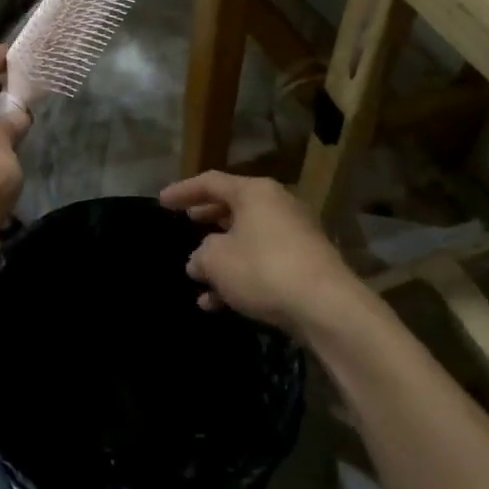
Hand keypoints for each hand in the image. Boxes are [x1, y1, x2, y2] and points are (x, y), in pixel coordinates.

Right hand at [159, 172, 359, 337]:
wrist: (326, 307)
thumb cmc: (263, 269)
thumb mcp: (217, 260)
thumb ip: (201, 255)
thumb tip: (198, 261)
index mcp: (254, 192)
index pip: (211, 182)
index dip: (183, 191)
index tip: (162, 201)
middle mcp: (276, 205)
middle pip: (233, 207)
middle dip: (206, 219)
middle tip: (186, 224)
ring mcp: (294, 235)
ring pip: (247, 239)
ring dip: (221, 257)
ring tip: (197, 276)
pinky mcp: (304, 264)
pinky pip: (263, 262)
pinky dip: (240, 276)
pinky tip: (218, 303)